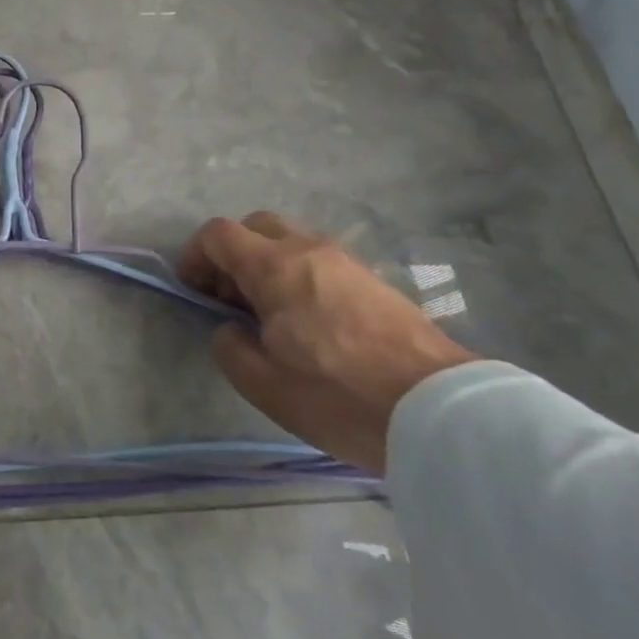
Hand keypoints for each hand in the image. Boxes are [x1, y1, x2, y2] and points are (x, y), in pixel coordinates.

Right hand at [180, 212, 475, 472]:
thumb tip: (230, 328)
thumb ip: (230, 348)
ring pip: (291, 241)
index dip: (196, 256)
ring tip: (272, 314)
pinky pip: (320, 261)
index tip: (195, 291)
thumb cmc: (341, 395)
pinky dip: (300, 276)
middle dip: (233, 254)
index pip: (218, 234)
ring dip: (268, 264)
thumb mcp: (265, 385)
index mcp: (273, 267)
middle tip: (231, 298)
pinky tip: (311, 321)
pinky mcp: (374, 280)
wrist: (444, 412)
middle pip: (255, 226)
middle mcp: (307, 250)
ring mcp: (345, 261)